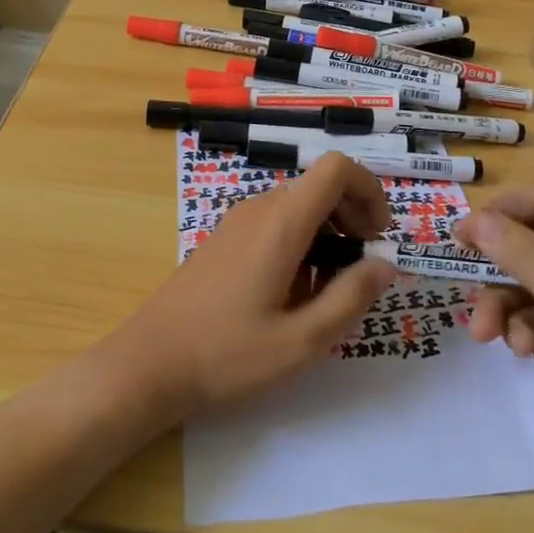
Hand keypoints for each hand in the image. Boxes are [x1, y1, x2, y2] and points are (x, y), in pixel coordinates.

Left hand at [105, 154, 398, 421]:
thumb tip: (386, 264)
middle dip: (353, 216)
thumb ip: (350, 298)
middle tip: (361, 267)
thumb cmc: (227, 355)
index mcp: (281, 222)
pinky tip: (293, 292)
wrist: (148, 364)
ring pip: (299, 205)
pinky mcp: (225, 238)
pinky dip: (301, 242)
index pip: (337, 168)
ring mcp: (238, 221)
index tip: (378, 237)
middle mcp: (260, 209)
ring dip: (328, 233)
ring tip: (328, 288)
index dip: (369, 191)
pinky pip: (275, 222)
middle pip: (320, 185)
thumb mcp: (301, 341)